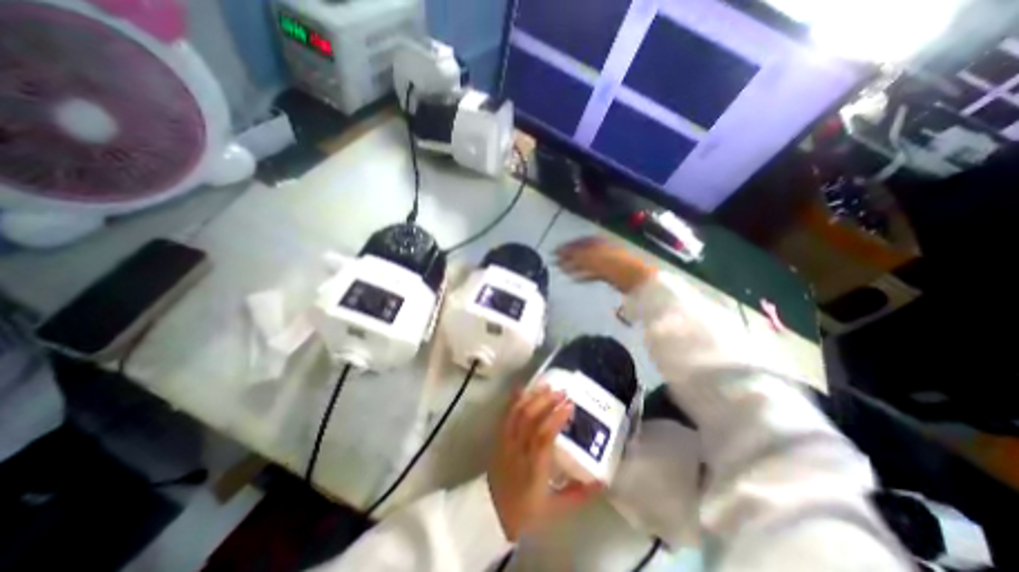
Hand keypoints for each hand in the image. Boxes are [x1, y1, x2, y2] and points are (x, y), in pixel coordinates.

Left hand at [487, 384, 597, 539]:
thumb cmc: (526, 511)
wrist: (492, 513)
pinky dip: (514, 400)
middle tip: (561, 392)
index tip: (569, 405)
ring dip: (533, 397)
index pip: (544, 436)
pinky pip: (505, 415)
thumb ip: (580, 495)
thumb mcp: (556, 509)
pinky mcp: (499, 438)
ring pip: (518, 413)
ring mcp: (506, 442)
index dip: (556, 418)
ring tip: (546, 386)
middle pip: (530, 418)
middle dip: (546, 401)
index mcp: (534, 468)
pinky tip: (522, 389)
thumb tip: (602, 481)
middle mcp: (519, 450)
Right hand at [556, 237, 651, 291]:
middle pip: (582, 253)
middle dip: (568, 257)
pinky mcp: (609, 274)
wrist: (637, 280)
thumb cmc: (616, 265)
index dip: (566, 246)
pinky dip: (583, 275)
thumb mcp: (594, 258)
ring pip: (586, 263)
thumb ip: (577, 255)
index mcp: (599, 243)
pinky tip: (575, 279)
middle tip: (555, 262)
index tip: (555, 252)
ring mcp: (606, 262)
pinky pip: (592, 273)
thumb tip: (562, 252)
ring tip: (562, 271)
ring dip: (574, 266)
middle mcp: (602, 250)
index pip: (579, 242)